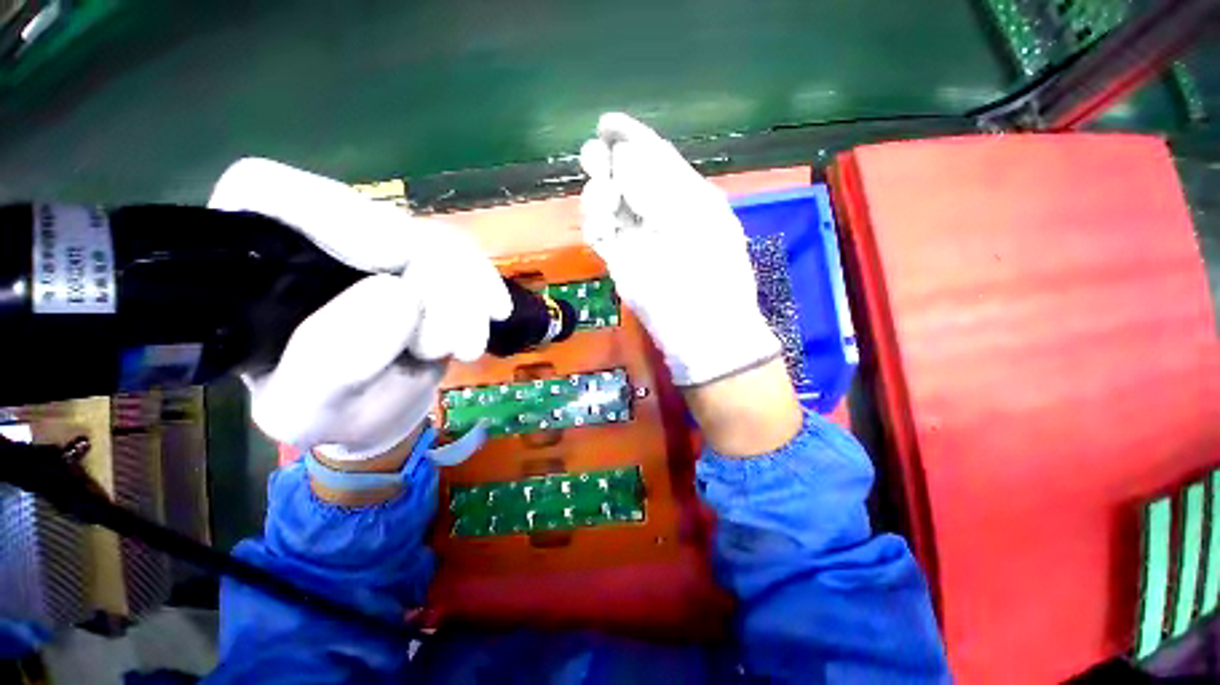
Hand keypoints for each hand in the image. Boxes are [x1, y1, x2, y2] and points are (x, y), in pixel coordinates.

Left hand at [208, 158, 510, 462]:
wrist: (377, 409)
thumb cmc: (329, 414)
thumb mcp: (308, 410)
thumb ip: (332, 364)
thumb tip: (399, 293)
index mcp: (249, 267)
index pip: (268, 193)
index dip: (333, 211)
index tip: (394, 258)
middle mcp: (310, 239)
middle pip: (378, 218)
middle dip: (429, 276)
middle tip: (446, 344)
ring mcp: (375, 244)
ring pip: (432, 237)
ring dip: (465, 290)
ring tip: (467, 348)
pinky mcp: (422, 259)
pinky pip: (463, 254)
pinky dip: (484, 283)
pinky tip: (494, 312)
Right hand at [578, 113, 780, 387]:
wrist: (699, 329)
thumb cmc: (709, 274)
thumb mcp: (693, 218)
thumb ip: (657, 184)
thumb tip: (623, 154)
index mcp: (690, 199)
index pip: (659, 159)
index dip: (633, 138)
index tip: (606, 124)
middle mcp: (663, 215)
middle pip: (629, 179)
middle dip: (609, 163)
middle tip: (592, 154)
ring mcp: (640, 240)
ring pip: (610, 204)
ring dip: (599, 194)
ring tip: (603, 197)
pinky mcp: (621, 263)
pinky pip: (600, 233)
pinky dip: (594, 221)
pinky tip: (599, 220)